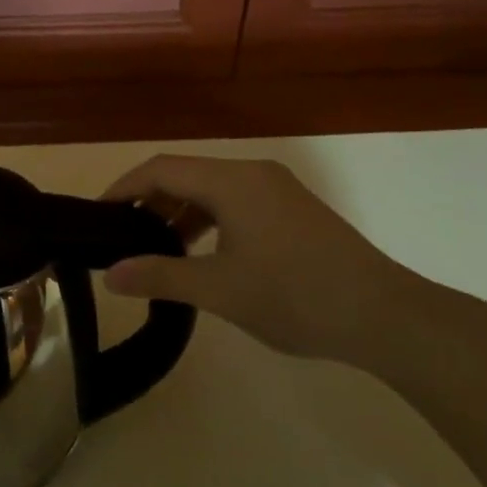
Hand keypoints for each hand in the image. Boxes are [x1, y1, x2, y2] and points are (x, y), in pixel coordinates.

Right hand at [100, 156, 402, 360]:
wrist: (389, 318)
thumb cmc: (296, 297)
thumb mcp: (220, 290)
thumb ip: (160, 276)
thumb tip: (109, 274)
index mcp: (231, 181)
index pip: (160, 169)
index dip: (123, 188)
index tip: (98, 215)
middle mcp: (252, 172)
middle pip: (185, 174)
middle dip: (149, 201)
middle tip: (122, 235)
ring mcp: (277, 189)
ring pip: (211, 189)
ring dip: (179, 212)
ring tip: (156, 247)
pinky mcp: (293, 209)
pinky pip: (235, 201)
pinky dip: (208, 219)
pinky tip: (201, 252)